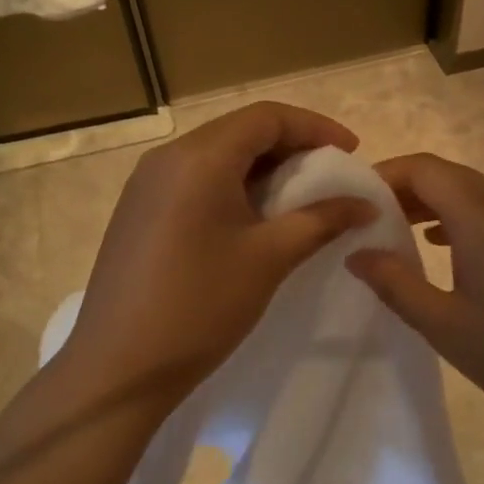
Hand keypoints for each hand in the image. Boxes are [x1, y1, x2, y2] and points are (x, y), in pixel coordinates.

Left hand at [56, 101, 376, 409]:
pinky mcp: (137, 210)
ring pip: (216, 155)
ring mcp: (146, 184)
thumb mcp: (270, 258)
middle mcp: (168, 157)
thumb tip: (365, 204)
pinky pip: (193, 178)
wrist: (119, 367)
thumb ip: (321, 220)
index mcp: (200, 157)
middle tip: (328, 174)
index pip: (266, 117)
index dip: (314, 127)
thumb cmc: (201, 305)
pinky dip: (231, 184)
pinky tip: (251, 218)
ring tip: (297, 196)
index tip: (351, 153)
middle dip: (290, 145)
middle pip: (239, 130)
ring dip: (260, 167)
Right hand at [345, 153, 483, 447]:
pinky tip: (447, 249)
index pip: (424, 168)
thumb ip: (394, 283)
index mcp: (482, 216)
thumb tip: (357, 252)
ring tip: (399, 232)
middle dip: (405, 188)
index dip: (385, 174)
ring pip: (475, 193)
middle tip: (369, 218)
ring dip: (435, 204)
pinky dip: (463, 219)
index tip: (354, 200)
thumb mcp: (444, 326)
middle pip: (449, 175)